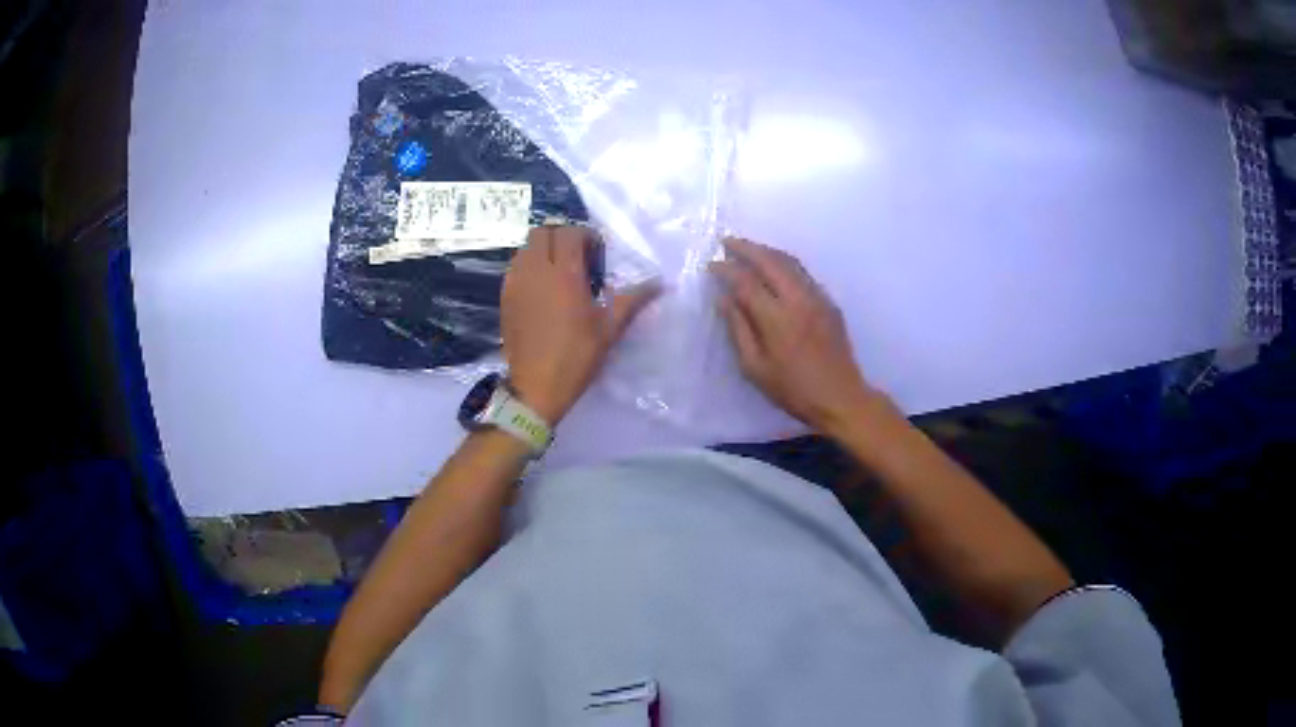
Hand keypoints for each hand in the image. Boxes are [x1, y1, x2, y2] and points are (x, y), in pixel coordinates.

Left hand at [502, 226, 659, 424]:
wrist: (536, 387)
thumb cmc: (576, 356)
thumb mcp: (609, 328)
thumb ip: (633, 299)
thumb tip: (662, 283)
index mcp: (565, 274)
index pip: (569, 233)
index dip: (585, 236)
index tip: (596, 254)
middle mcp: (536, 270)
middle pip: (543, 231)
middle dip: (561, 237)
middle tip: (577, 258)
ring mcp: (516, 282)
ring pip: (526, 246)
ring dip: (543, 249)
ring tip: (558, 272)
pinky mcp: (505, 296)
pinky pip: (515, 266)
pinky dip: (529, 266)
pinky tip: (542, 289)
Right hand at [710, 237, 877, 435]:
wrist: (841, 397)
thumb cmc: (793, 390)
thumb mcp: (755, 368)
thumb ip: (739, 329)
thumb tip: (724, 299)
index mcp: (776, 318)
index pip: (746, 281)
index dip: (726, 269)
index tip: (711, 264)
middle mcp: (798, 299)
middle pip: (770, 261)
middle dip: (746, 248)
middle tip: (726, 242)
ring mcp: (817, 297)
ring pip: (790, 262)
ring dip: (766, 251)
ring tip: (748, 249)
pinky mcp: (829, 302)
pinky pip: (803, 273)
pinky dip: (784, 263)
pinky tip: (774, 268)